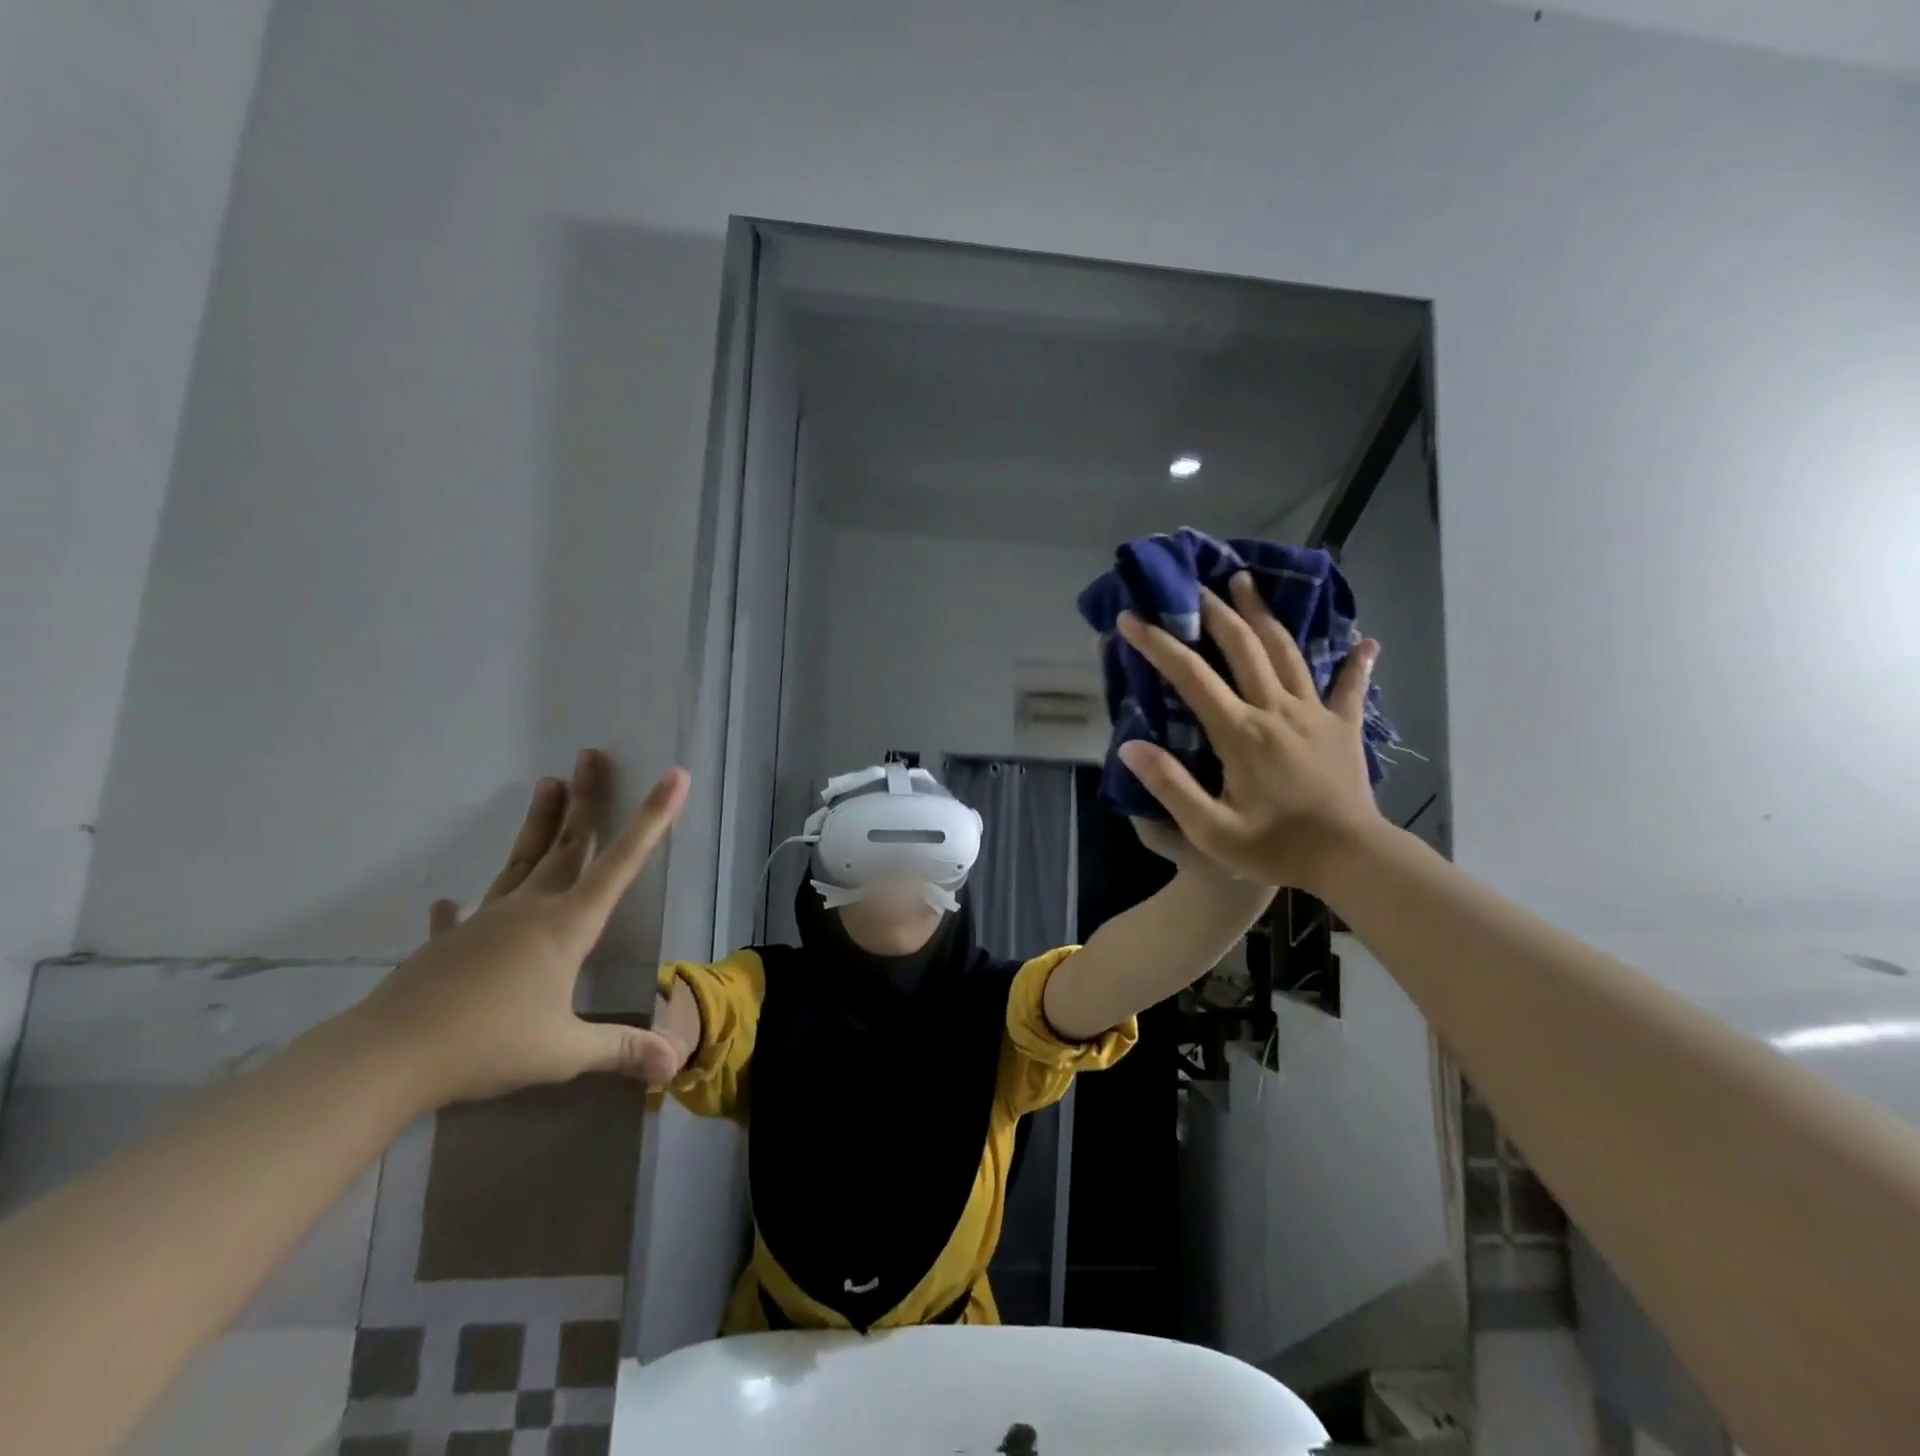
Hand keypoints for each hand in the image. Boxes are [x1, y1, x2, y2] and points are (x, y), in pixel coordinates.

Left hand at [348, 750, 691, 1105]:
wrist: (388, 1057)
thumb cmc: (489, 1044)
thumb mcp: (564, 1052)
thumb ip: (621, 1051)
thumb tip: (676, 1064)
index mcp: (567, 925)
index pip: (622, 863)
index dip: (652, 819)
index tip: (672, 776)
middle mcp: (531, 909)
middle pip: (568, 844)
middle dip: (587, 800)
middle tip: (591, 755)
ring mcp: (486, 920)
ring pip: (522, 861)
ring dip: (539, 823)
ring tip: (546, 784)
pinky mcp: (449, 942)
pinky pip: (463, 916)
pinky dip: (461, 908)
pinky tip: (449, 901)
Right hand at [1115, 573, 1384, 893]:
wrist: (1351, 860)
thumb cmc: (1276, 846)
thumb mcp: (1210, 829)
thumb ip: (1170, 785)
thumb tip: (1130, 747)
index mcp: (1240, 732)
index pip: (1191, 676)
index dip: (1157, 644)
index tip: (1131, 618)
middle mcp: (1276, 709)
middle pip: (1243, 646)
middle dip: (1214, 611)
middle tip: (1194, 584)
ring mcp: (1314, 713)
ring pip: (1287, 651)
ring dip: (1264, 614)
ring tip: (1247, 582)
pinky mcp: (1344, 726)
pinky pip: (1349, 687)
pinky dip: (1356, 662)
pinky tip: (1366, 641)